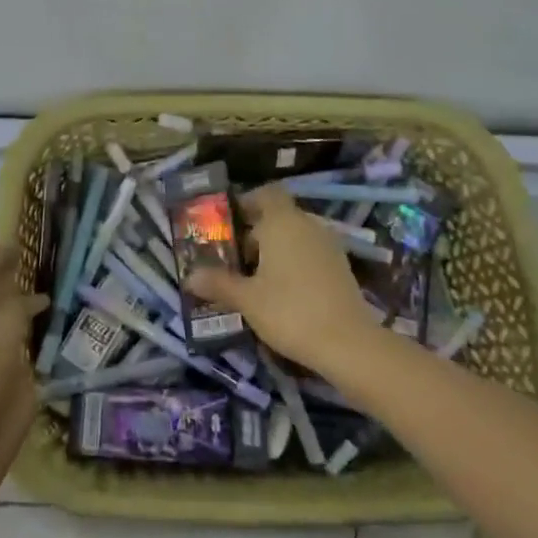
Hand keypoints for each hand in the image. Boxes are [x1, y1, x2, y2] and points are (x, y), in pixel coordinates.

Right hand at [185, 184, 383, 374]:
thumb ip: (218, 283)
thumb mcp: (247, 299)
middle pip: (278, 216)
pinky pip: (310, 254)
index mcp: (283, 222)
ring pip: (295, 236)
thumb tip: (189, 277)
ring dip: (275, 250)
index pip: (266, 193)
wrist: (348, 344)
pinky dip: (294, 263)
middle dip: (255, 233)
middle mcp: (308, 225)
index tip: (228, 222)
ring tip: (253, 278)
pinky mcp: (341, 268)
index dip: (247, 202)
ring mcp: (328, 246)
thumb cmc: (290, 311)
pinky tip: (281, 291)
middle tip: (232, 257)